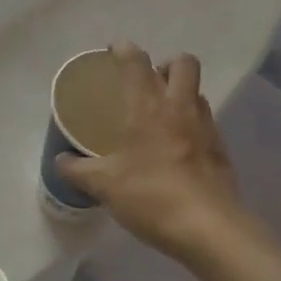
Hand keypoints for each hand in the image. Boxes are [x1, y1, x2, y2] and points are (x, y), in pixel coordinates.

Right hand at [56, 42, 249, 259]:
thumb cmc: (151, 196)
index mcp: (148, 108)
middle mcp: (180, 108)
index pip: (137, 64)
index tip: (114, 51)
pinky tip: (175, 148)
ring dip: (181, 93)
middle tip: (147, 83)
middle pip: (183, 64)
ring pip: (197, 92)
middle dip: (165, 64)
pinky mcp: (221, 150)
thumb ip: (78, 170)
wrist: (209, 229)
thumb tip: (60, 161)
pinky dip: (190, 124)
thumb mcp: (104, 186)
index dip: (125, 50)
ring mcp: (206, 128)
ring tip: (160, 115)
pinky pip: (205, 122)